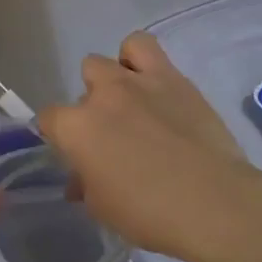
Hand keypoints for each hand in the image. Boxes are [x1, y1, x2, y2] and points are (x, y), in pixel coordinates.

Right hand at [37, 32, 261, 261]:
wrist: (212, 201)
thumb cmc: (151, 214)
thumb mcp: (104, 209)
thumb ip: (86, 185)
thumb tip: (80, 180)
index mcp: (77, 129)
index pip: (49, 119)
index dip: (58, 135)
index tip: (73, 152)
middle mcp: (101, 95)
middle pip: (83, 84)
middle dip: (92, 104)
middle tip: (111, 132)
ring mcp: (135, 81)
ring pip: (106, 60)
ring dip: (113, 77)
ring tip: (130, 101)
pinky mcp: (170, 76)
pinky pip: (144, 48)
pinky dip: (140, 60)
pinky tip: (151, 84)